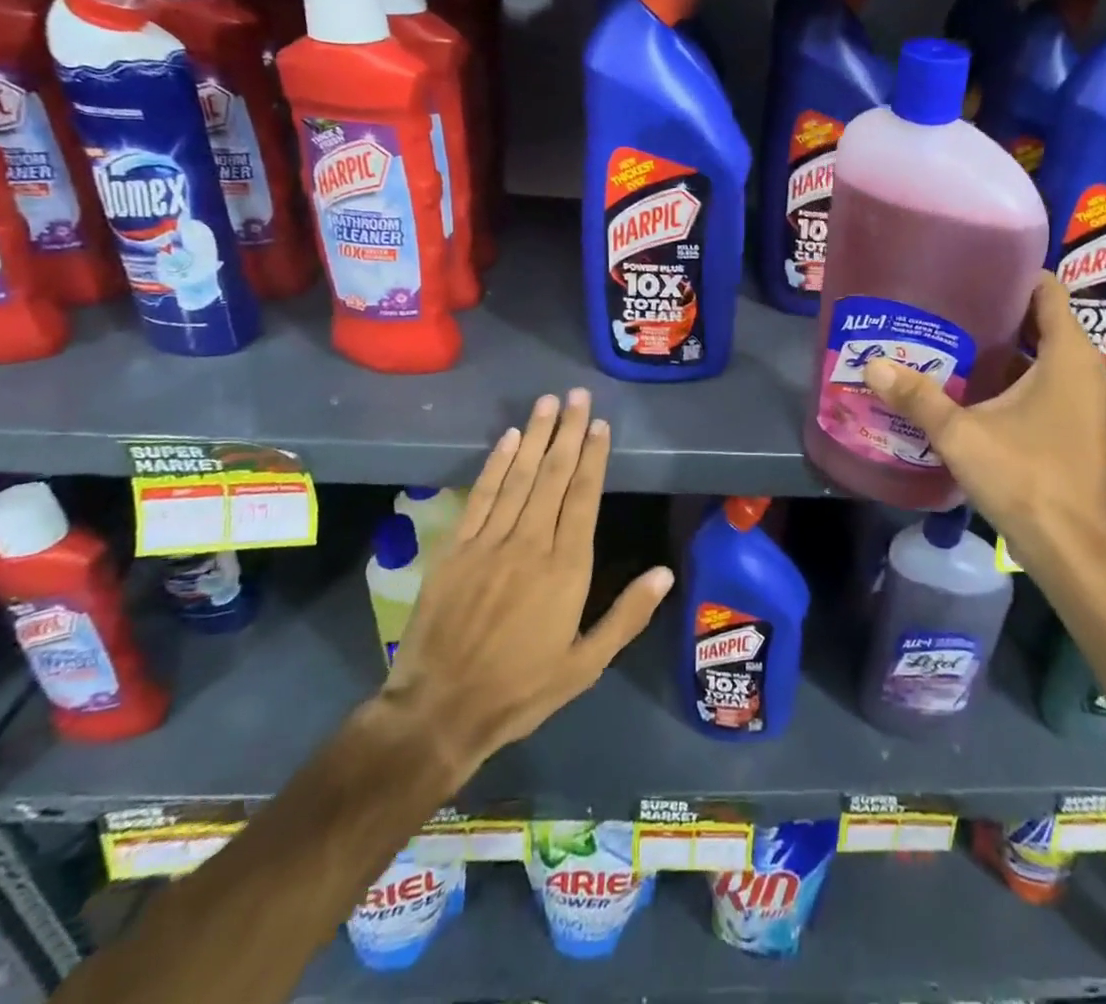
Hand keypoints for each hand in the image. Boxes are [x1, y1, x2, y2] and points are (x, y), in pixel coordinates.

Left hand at [372, 389, 672, 809]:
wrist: (440, 710)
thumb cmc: (521, 689)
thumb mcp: (585, 665)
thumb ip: (626, 616)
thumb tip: (665, 573)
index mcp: (566, 568)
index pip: (584, 497)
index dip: (594, 458)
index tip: (601, 425)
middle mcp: (530, 543)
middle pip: (554, 476)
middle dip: (569, 432)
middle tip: (578, 396)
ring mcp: (490, 542)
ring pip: (520, 476)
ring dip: (536, 436)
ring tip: (549, 402)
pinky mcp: (457, 548)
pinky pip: (482, 496)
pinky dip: (496, 464)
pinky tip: (509, 439)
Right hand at [863, 273, 1105, 572]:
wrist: (1072, 548)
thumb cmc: (1025, 478)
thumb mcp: (962, 434)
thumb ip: (918, 397)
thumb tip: (872, 365)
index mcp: (1067, 355)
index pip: (1046, 290)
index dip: (1012, 274)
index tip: (970, 268)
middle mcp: (1084, 369)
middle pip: (1041, 321)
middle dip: (998, 310)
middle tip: (948, 303)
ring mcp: (1084, 400)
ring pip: (1043, 355)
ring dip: (1005, 347)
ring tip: (952, 338)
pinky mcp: (1076, 425)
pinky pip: (1046, 383)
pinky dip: (1015, 377)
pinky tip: (972, 387)